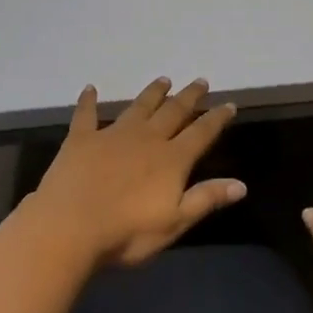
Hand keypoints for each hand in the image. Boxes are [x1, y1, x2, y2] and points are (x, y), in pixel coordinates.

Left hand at [28, 78, 244, 268]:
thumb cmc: (127, 232)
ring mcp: (112, 134)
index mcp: (171, 159)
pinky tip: (90, 88)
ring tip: (164, 80)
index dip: (216, 118)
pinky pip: (87, 114)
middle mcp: (146, 138)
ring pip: (138, 107)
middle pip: (173, 112)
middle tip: (200, 81)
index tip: (229, 104)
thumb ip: (206, 199)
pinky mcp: (82, 138)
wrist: (70, 225)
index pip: (201, 133)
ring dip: (153, 93)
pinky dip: (89, 101)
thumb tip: (241, 184)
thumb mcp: (175, 223)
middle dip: (188, 97)